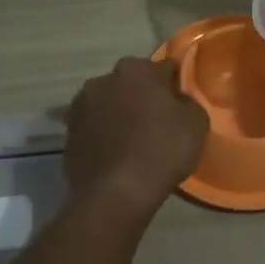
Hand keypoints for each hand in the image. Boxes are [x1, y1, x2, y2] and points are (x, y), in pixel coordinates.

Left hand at [63, 57, 208, 217]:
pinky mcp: (68, 135)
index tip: (180, 101)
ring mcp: (80, 107)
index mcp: (135, 69)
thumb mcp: (196, 123)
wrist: (115, 195)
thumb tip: (176, 100)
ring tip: (134, 141)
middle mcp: (103, 80)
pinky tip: (116, 156)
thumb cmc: (161, 151)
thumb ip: (187, 102)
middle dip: (142, 97)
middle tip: (158, 122)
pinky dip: (104, 136)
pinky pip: (94, 129)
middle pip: (131, 83)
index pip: (162, 68)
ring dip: (119, 115)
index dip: (173, 84)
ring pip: (108, 104)